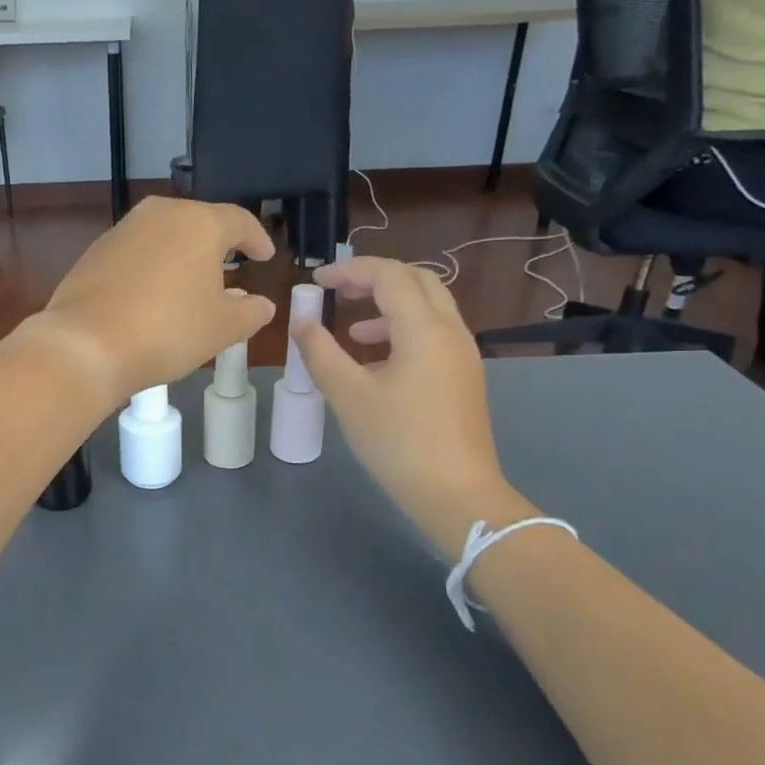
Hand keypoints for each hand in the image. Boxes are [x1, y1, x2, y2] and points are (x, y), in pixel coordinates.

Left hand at [24, 196, 275, 410]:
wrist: (87, 345)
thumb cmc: (168, 331)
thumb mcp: (222, 328)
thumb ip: (250, 312)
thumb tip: (262, 304)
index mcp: (199, 223)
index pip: (239, 221)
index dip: (257, 239)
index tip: (265, 255)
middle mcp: (160, 214)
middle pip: (199, 222)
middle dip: (218, 245)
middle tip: (231, 266)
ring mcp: (123, 230)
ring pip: (165, 235)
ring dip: (182, 255)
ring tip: (192, 281)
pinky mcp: (95, 251)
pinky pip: (137, 252)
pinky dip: (152, 267)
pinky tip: (153, 293)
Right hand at [291, 258, 529, 557]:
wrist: (456, 493)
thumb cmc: (398, 442)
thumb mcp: (348, 396)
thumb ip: (320, 353)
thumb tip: (301, 323)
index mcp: (424, 328)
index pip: (389, 275)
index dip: (350, 270)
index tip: (316, 282)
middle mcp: (451, 331)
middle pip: (416, 282)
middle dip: (374, 279)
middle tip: (338, 293)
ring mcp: (462, 355)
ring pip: (428, 308)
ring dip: (389, 307)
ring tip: (352, 331)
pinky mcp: (463, 377)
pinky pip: (433, 335)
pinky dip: (402, 331)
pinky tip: (376, 363)